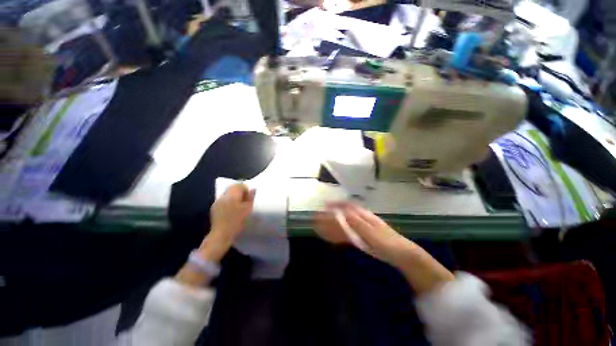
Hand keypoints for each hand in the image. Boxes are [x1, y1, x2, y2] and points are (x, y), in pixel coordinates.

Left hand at [199, 183, 255, 262]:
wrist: (221, 235)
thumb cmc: (237, 222)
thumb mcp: (248, 209)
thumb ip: (250, 197)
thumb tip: (252, 189)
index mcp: (232, 195)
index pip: (239, 184)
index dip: (246, 189)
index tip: (249, 197)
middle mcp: (223, 196)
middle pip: (232, 187)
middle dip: (240, 191)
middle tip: (245, 200)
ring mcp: (217, 202)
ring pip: (227, 194)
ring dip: (234, 196)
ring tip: (239, 205)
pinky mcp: (214, 208)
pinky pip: (223, 200)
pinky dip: (229, 201)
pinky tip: (231, 210)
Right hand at [315, 202, 454, 294]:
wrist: (402, 254)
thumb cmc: (388, 242)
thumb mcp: (373, 233)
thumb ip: (358, 223)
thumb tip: (343, 212)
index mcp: (364, 216)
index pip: (346, 206)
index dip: (335, 204)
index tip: (324, 205)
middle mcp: (361, 219)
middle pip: (342, 214)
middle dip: (330, 215)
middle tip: (319, 217)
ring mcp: (361, 228)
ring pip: (343, 224)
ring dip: (332, 224)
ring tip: (321, 227)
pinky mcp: (362, 237)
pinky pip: (347, 233)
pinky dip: (338, 233)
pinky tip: (333, 236)